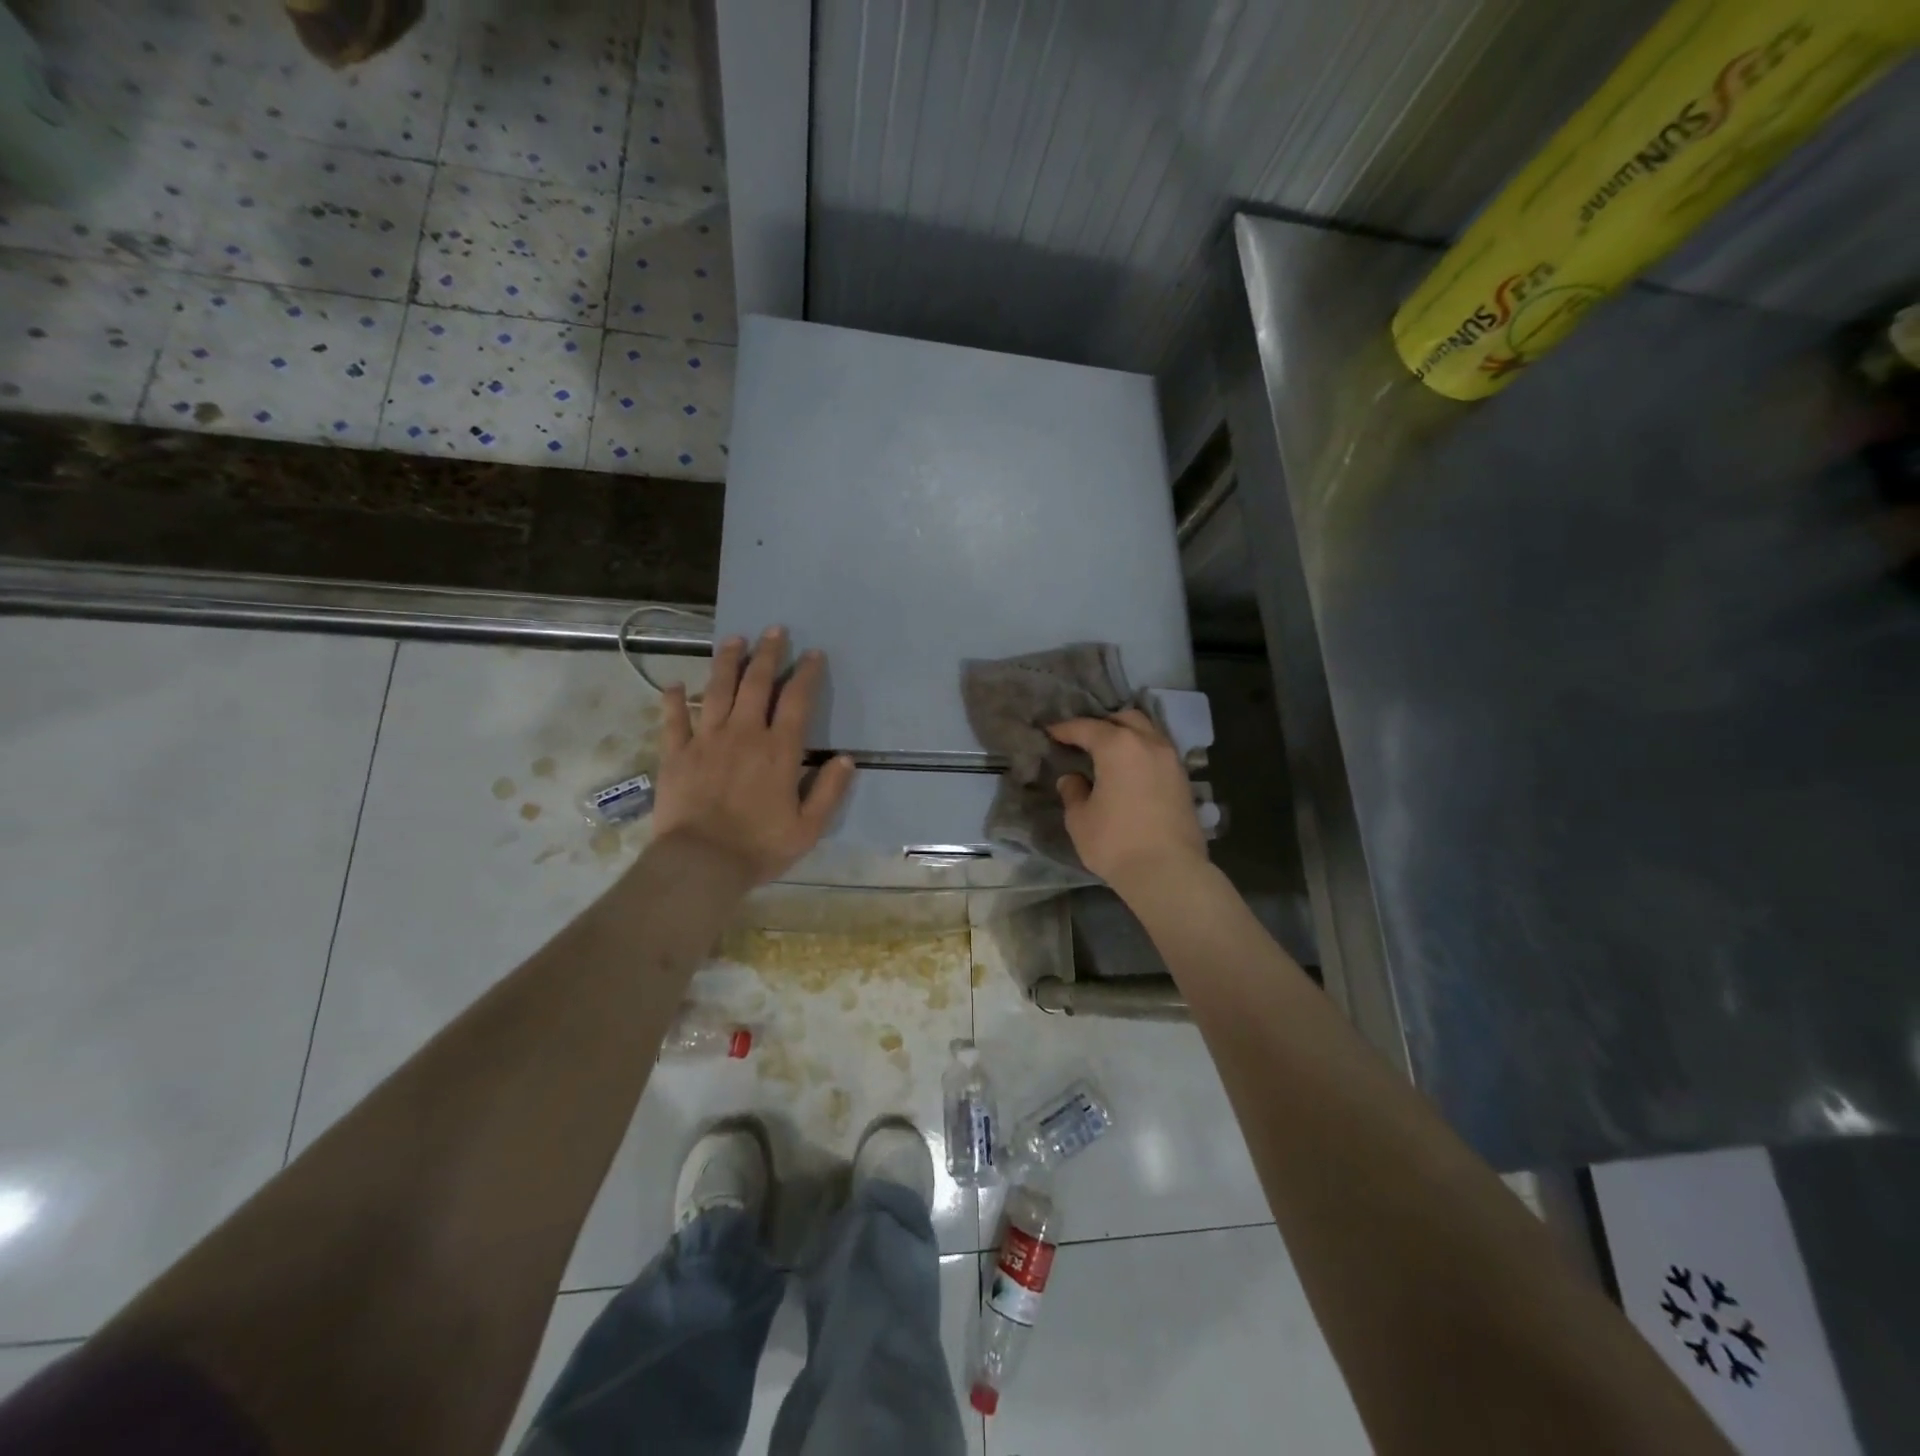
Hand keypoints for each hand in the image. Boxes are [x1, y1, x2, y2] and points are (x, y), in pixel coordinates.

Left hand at [652, 627, 855, 885]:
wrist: (701, 863)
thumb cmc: (759, 847)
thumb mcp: (808, 827)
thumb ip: (829, 791)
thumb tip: (845, 759)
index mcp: (778, 750)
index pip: (796, 701)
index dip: (806, 674)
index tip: (813, 654)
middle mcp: (743, 734)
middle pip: (756, 684)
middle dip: (767, 654)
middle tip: (773, 630)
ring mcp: (705, 741)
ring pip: (716, 690)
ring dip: (726, 662)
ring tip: (733, 639)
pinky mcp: (676, 754)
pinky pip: (673, 719)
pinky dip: (673, 700)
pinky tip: (675, 685)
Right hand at [1048, 709, 1206, 890]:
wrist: (1168, 872)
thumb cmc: (1115, 842)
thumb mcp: (1080, 819)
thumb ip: (1073, 792)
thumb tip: (1073, 779)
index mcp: (1118, 746)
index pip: (1086, 728)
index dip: (1065, 729)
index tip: (1051, 732)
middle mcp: (1149, 743)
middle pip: (1125, 719)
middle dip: (1103, 724)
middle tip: (1084, 739)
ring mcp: (1171, 760)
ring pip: (1148, 732)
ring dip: (1127, 736)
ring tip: (1109, 753)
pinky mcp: (1184, 780)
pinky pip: (1159, 753)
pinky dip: (1143, 753)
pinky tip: (1131, 770)